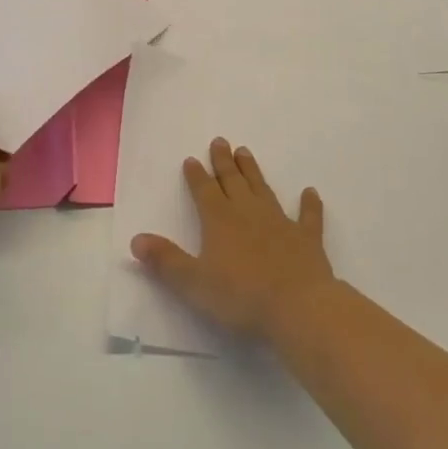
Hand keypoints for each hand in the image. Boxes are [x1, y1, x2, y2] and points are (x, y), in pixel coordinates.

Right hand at [131, 138, 333, 339]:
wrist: (299, 308)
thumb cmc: (241, 297)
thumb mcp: (193, 283)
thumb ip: (165, 261)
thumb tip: (136, 240)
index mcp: (219, 220)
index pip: (204, 191)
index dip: (196, 175)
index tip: (191, 159)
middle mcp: (248, 213)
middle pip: (233, 181)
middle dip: (224, 162)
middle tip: (220, 140)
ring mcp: (280, 223)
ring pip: (262, 189)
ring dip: (253, 171)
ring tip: (246, 152)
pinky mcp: (306, 239)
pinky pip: (308, 217)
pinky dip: (309, 205)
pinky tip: (311, 192)